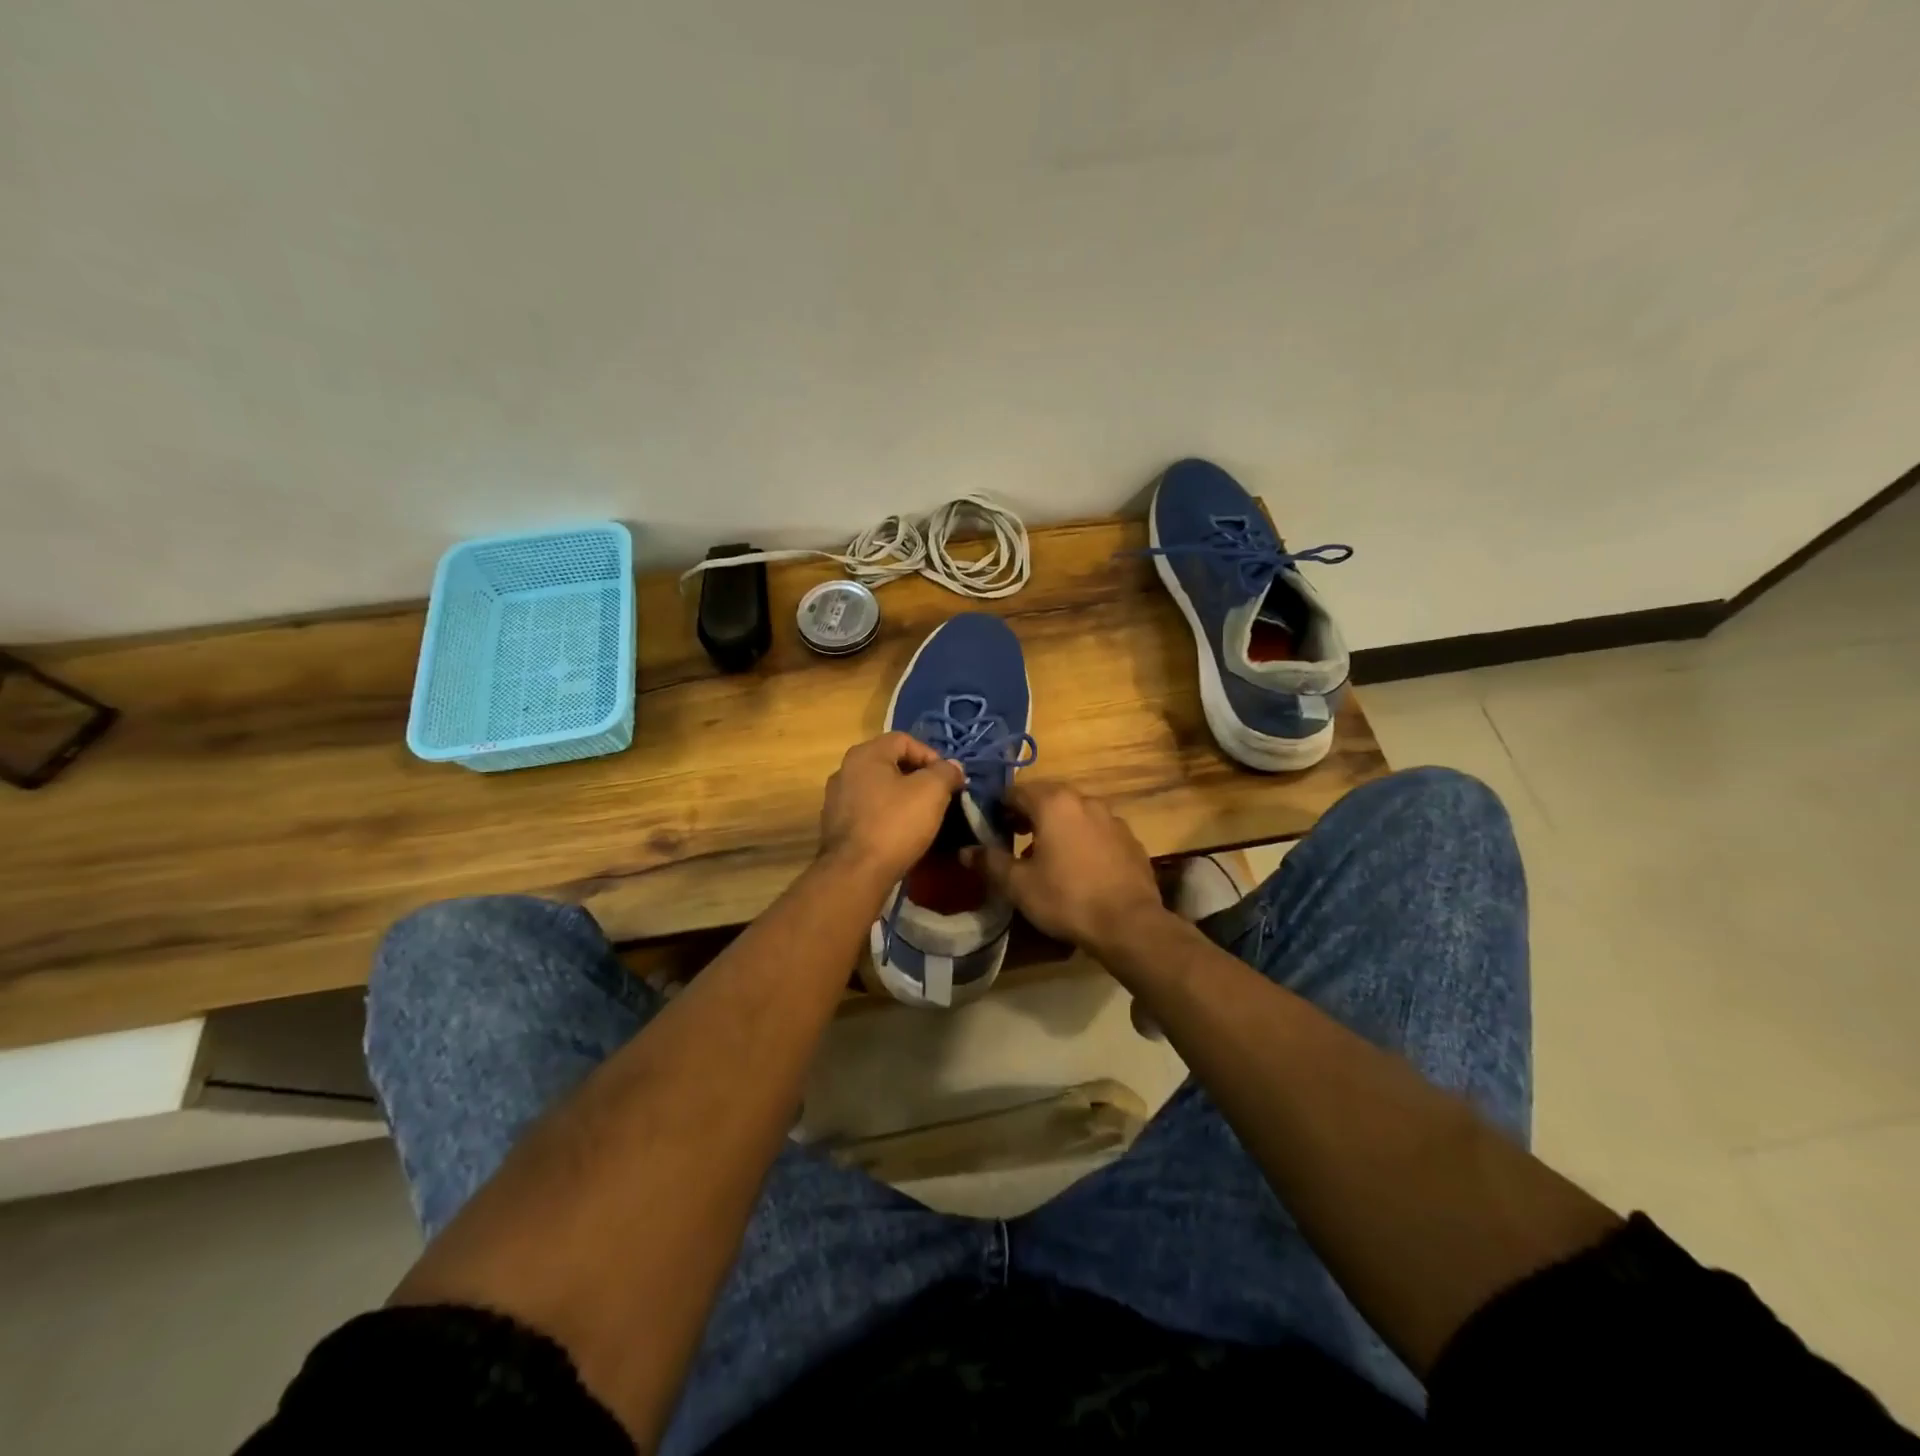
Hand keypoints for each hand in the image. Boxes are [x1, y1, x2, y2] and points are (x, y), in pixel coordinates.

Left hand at [818, 732, 965, 884]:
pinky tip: (899, 832)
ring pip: (878, 788)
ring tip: (921, 815)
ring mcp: (836, 798)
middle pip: (890, 763)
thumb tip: (952, 767)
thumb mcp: (932, 791)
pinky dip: (886, 815)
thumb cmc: (895, 824)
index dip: (931, 755)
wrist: (856, 873)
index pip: (904, 740)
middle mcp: (845, 770)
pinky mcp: (835, 825)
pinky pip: (868, 810)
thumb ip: (945, 772)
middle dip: (917, 776)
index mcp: (865, 754)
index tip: (948, 779)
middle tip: (938, 795)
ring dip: (901, 796)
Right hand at [961, 781, 1165, 956]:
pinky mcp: (1129, 838)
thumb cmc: (1066, 898)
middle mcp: (1084, 800)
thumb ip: (990, 862)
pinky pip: (1097, 829)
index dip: (999, 806)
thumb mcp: (1018, 885)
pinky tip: (1079, 866)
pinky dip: (1082, 837)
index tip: (991, 826)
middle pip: (1048, 796)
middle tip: (1014, 838)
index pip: (1016, 790)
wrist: (1129, 923)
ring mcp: (1112, 817)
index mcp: (1054, 803)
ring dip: (1057, 825)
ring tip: (1046, 854)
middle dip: (1028, 813)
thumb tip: (965, 851)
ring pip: (1074, 812)